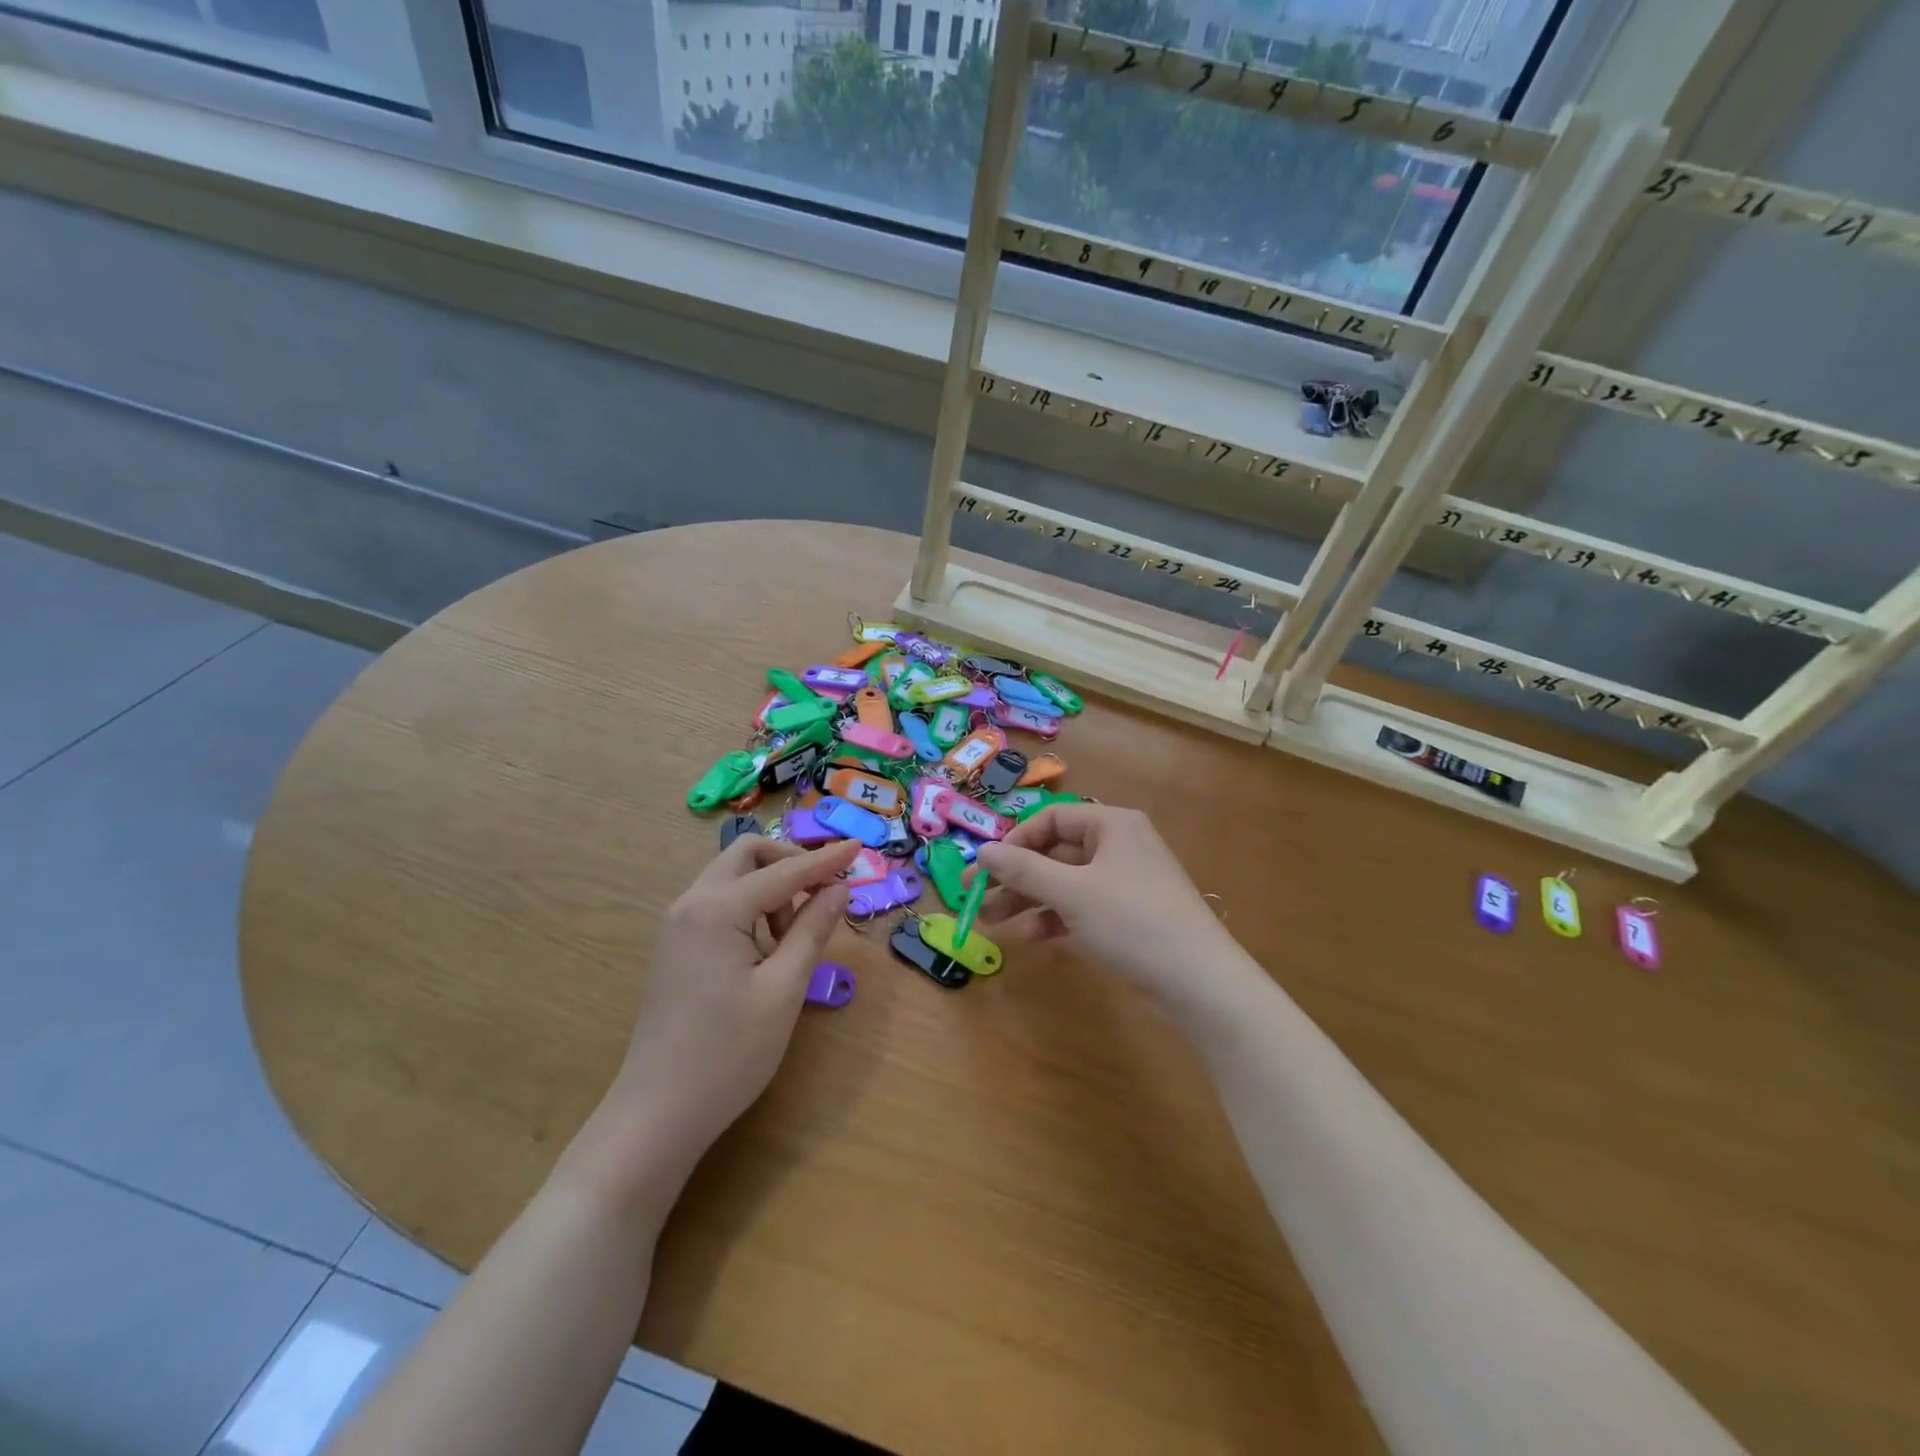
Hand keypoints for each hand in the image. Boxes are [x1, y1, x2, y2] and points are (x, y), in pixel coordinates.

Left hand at [599, 836, 858, 1176]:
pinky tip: (766, 952)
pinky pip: (720, 905)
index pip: (783, 871)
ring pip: (733, 879)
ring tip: (792, 940)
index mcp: (715, 909)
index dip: (825, 859)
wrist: (657, 1114)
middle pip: (746, 856)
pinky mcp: (676, 947)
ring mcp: (677, 925)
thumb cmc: (728, 1054)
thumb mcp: (783, 989)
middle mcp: (690, 904)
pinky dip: (751, 909)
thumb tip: (838, 888)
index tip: (860, 846)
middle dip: (790, 864)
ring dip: (770, 890)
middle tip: (822, 895)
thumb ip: (813, 930)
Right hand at [974, 804, 1248, 1012]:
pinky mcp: (1127, 917)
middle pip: (1055, 852)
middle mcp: (1119, 847)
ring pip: (1065, 883)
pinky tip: (1032, 938)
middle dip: (1016, 876)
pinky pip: (1081, 908)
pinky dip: (1055, 919)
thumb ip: (1024, 870)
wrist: (1198, 982)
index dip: (1016, 840)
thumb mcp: (1072, 893)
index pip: (1053, 819)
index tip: (987, 866)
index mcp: (1112, 825)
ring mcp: (1125, 883)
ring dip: (1029, 900)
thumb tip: (983, 850)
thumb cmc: (1133, 922)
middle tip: (976, 897)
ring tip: (992, 923)